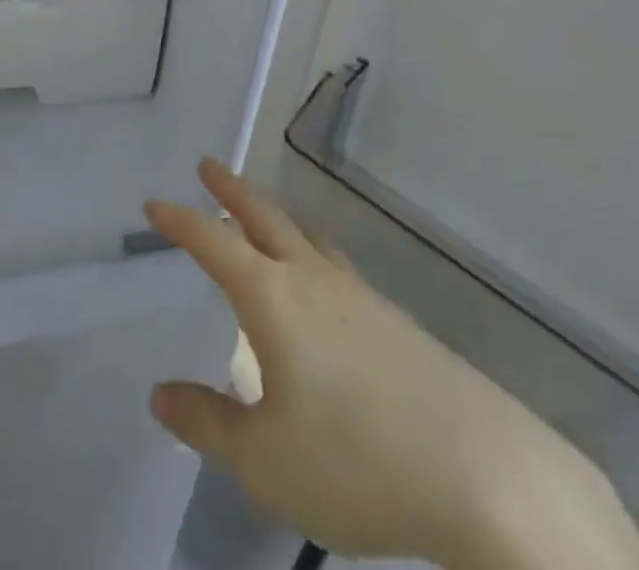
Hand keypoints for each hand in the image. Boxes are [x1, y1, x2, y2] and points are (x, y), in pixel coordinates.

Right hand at [145, 161, 638, 569]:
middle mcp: (313, 279)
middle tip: (209, 167)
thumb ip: (207, 424)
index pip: (214, 244)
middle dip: (231, 191)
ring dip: (274, 216)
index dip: (182, 222)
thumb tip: (161, 394)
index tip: (156, 203)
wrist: (482, 471)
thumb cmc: (357, 462)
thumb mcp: (264, 460)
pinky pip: (336, 263)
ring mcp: (358, 294)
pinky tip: (322, 279)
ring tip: (261, 213)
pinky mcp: (394, 318)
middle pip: (264, 218)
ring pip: (305, 235)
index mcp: (272, 299)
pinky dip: (312, 250)